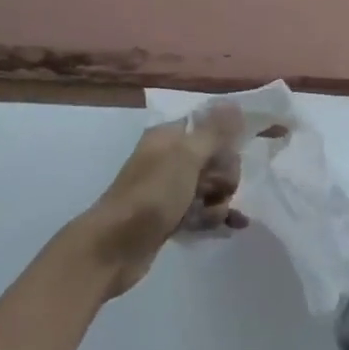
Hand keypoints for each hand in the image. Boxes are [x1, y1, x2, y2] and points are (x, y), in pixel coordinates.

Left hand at [71, 104, 247, 298]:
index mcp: (170, 137)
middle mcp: (170, 158)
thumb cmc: (151, 195)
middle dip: (225, 176)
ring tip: (214, 216)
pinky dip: (216, 216)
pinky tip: (234, 226)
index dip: (226, 142)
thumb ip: (214, 131)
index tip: (234, 157)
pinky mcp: (171, 216)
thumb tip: (233, 103)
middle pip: (215, 159)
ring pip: (211, 187)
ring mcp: (170, 189)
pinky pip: (203, 210)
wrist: (114, 247)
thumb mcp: (186, 157)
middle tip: (219, 191)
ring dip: (220, 201)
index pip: (209, 127)